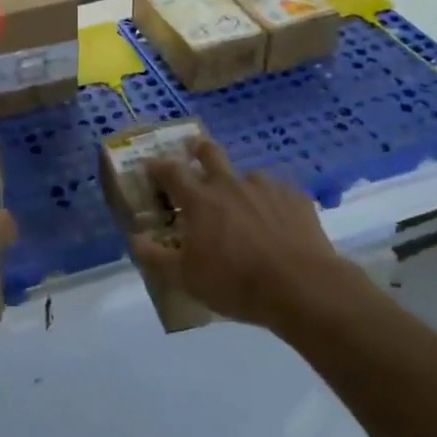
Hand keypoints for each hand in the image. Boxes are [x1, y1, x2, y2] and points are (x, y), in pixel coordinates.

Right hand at [131, 138, 376, 330]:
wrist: (301, 287)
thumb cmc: (235, 282)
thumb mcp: (185, 278)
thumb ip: (155, 257)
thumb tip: (134, 239)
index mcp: (200, 200)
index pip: (171, 171)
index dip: (158, 166)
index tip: (150, 166)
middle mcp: (230, 184)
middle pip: (210, 152)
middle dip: (198, 149)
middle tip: (195, 153)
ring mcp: (266, 188)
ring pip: (248, 175)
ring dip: (240, 185)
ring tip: (245, 205)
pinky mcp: (296, 198)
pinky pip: (279, 193)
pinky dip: (272, 203)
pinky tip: (277, 222)